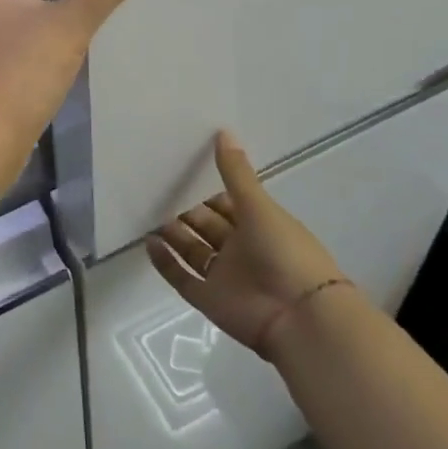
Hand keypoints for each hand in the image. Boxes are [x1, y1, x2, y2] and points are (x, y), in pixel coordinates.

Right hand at [148, 131, 351, 359]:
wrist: (300, 317)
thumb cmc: (285, 252)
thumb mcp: (259, 206)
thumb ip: (236, 173)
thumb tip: (222, 131)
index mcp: (258, 225)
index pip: (227, 204)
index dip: (206, 190)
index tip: (180, 171)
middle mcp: (240, 249)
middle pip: (207, 226)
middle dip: (185, 210)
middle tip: (156, 189)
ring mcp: (224, 276)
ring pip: (192, 251)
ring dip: (172, 234)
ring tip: (147, 213)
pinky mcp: (210, 300)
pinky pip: (182, 278)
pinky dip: (165, 263)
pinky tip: (148, 244)